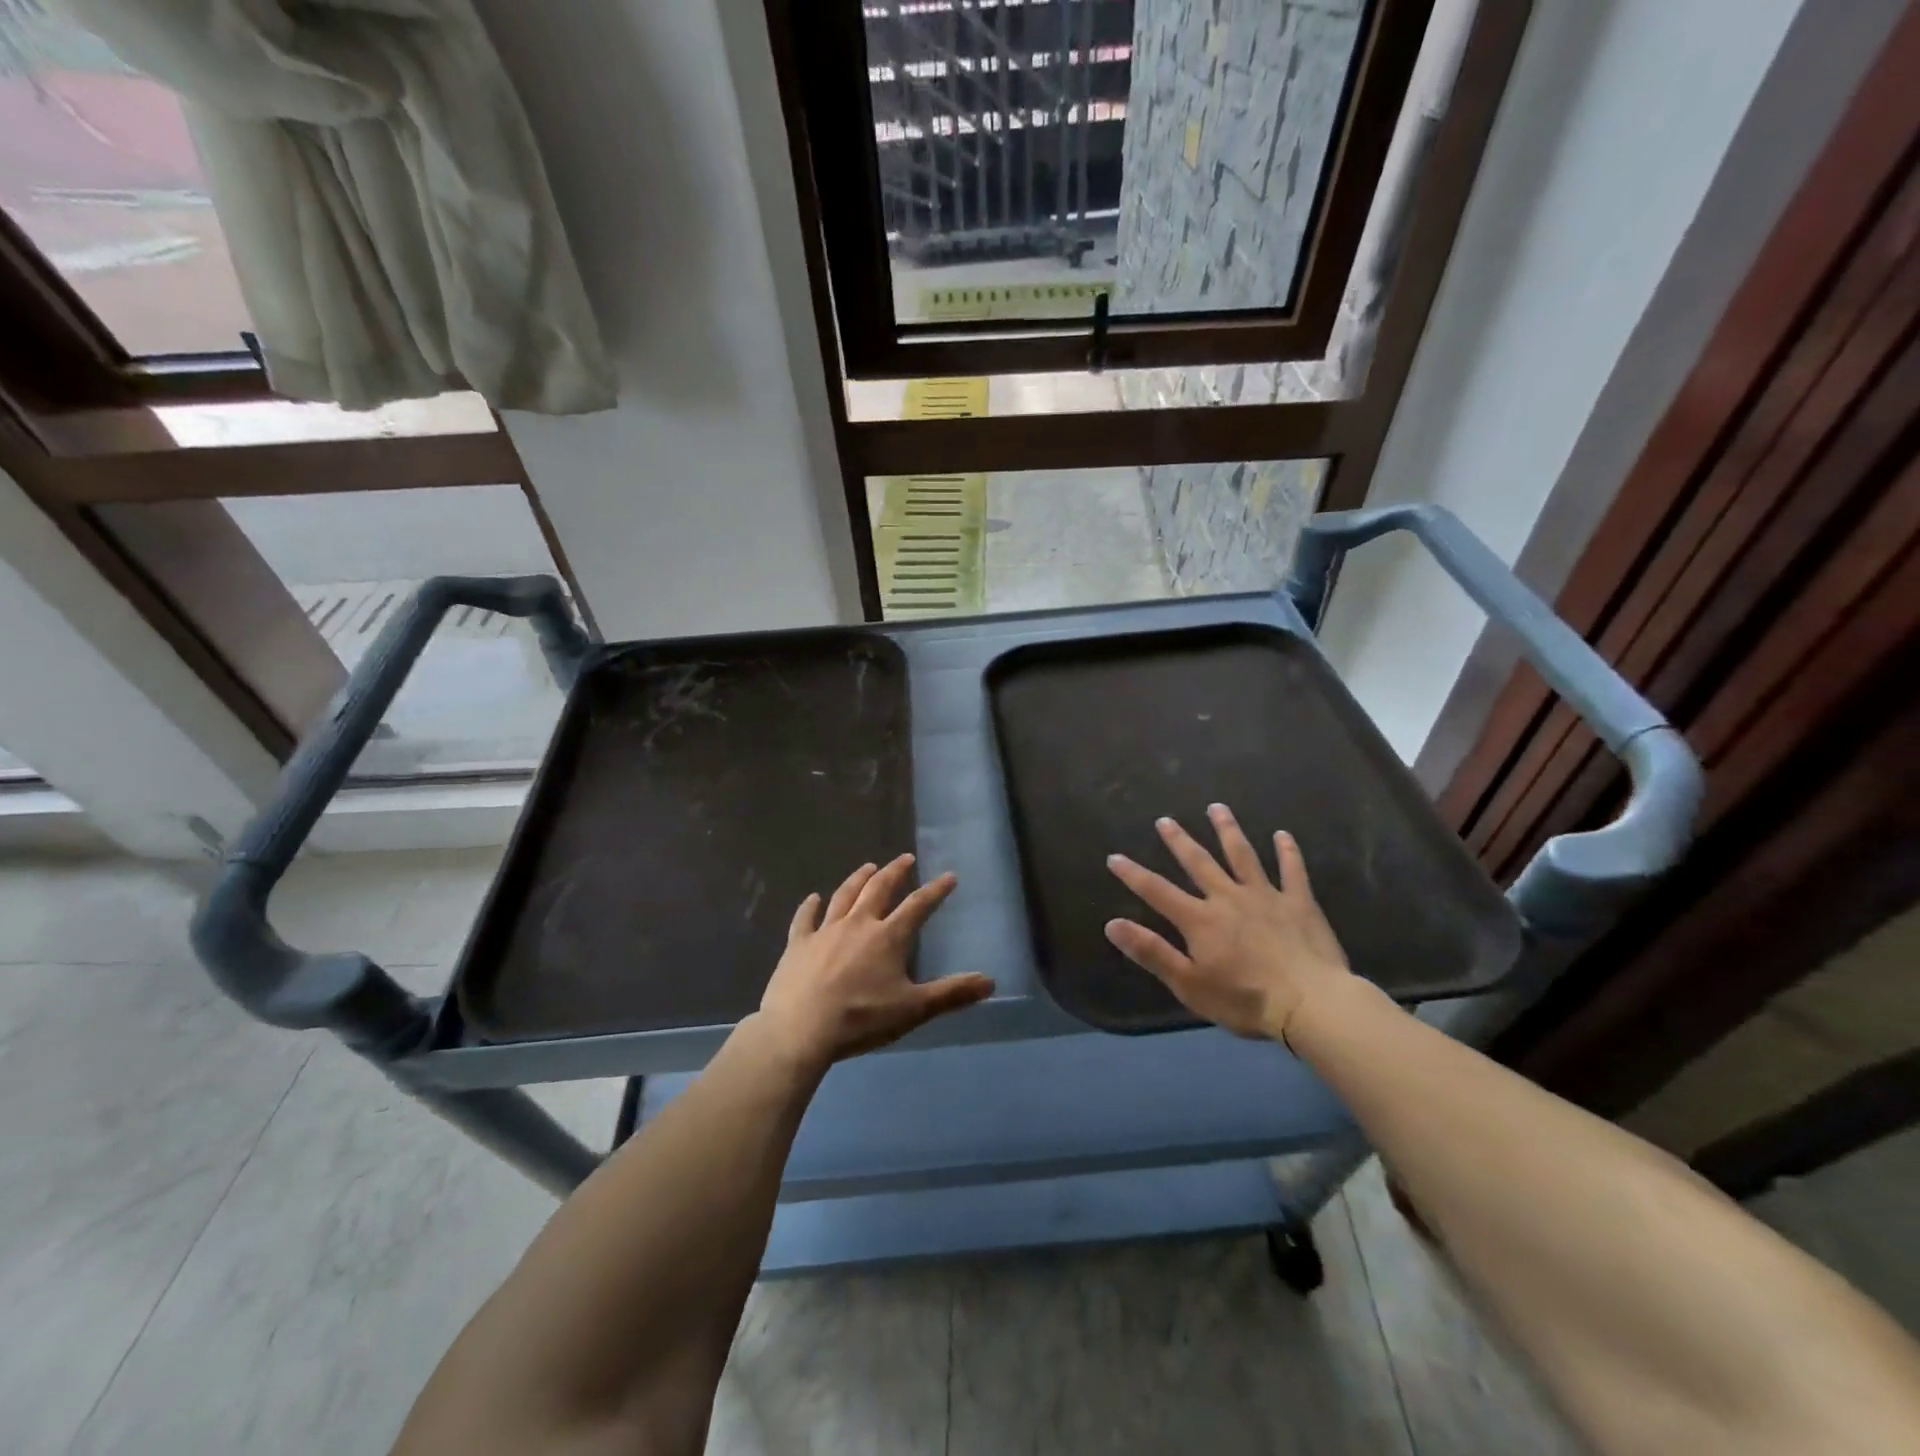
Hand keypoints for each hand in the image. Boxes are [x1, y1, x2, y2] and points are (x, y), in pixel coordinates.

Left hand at [757, 854, 994, 1070]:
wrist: (800, 1029)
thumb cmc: (862, 1019)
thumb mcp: (913, 1009)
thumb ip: (951, 993)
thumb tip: (990, 981)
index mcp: (888, 937)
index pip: (918, 906)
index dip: (935, 890)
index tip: (949, 876)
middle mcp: (858, 924)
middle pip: (879, 889)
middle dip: (895, 872)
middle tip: (905, 858)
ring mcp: (825, 931)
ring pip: (844, 896)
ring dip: (858, 879)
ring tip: (868, 867)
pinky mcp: (798, 944)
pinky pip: (805, 919)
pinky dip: (810, 906)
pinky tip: (813, 898)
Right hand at [1104, 803, 1352, 1044]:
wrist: (1311, 1003)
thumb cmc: (1244, 999)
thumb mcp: (1188, 984)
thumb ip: (1151, 951)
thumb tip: (1112, 924)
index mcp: (1199, 919)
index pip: (1157, 891)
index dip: (1133, 874)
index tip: (1114, 857)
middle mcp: (1228, 897)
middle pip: (1199, 863)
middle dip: (1179, 841)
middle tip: (1165, 820)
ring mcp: (1266, 896)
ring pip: (1242, 855)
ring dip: (1228, 830)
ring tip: (1217, 808)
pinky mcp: (1299, 903)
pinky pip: (1292, 871)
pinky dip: (1288, 852)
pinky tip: (1283, 835)